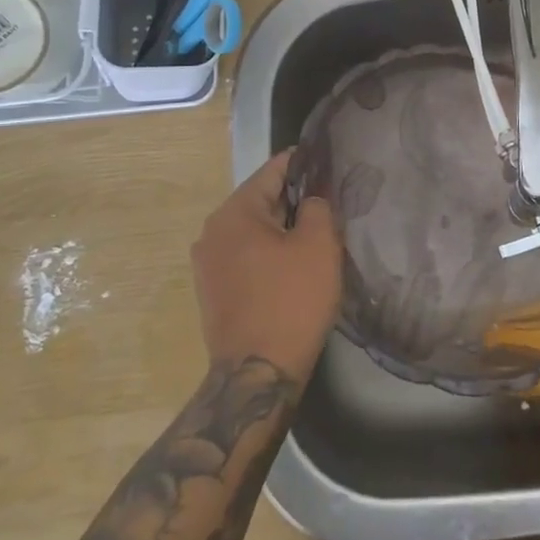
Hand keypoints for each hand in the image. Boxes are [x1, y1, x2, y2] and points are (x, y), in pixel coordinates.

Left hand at [192, 150, 341, 384]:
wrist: (257, 375)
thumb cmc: (291, 301)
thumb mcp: (318, 245)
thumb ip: (318, 206)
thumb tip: (311, 199)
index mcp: (234, 212)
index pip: (274, 170)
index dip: (305, 164)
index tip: (331, 164)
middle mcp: (212, 231)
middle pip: (262, 200)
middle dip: (295, 200)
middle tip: (331, 204)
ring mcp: (208, 263)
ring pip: (254, 230)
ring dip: (282, 230)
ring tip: (316, 235)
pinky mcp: (213, 290)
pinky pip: (246, 256)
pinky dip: (269, 253)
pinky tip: (293, 266)